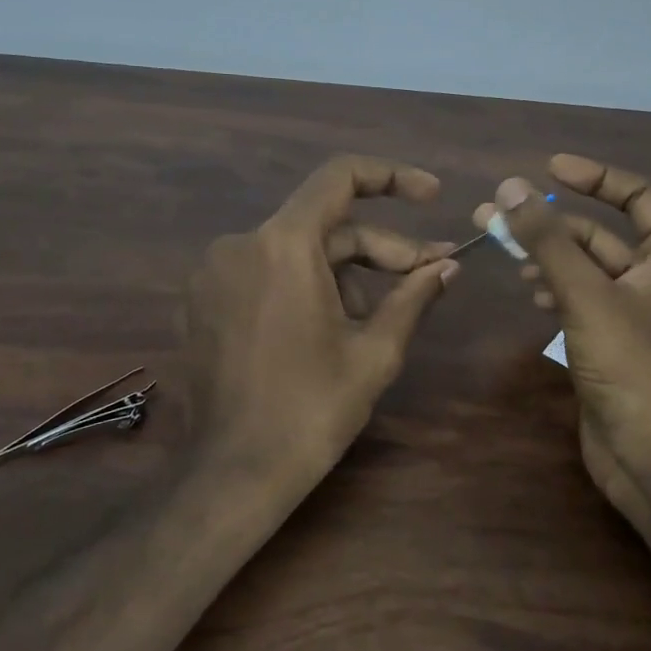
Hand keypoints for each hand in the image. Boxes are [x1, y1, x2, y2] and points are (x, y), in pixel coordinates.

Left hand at [186, 155, 458, 491]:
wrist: (233, 474)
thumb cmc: (311, 411)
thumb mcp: (375, 352)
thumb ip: (414, 296)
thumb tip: (446, 267)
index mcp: (283, 245)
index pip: (340, 177)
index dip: (392, 177)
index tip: (431, 196)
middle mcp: (241, 244)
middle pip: (324, 226)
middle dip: (380, 249)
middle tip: (428, 275)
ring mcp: (215, 272)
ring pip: (297, 252)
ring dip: (345, 275)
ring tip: (378, 320)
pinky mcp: (203, 300)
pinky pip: (266, 273)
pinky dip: (305, 286)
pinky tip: (331, 326)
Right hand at [473, 155, 650, 526]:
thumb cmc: (630, 362)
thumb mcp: (585, 293)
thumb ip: (546, 240)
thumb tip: (510, 187)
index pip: (635, 195)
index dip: (593, 176)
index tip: (548, 168)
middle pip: (598, 233)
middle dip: (548, 223)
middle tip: (495, 214)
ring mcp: (635, 310)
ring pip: (584, 267)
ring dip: (545, 256)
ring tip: (503, 252)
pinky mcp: (612, 339)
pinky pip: (579, 297)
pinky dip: (553, 288)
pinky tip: (529, 292)